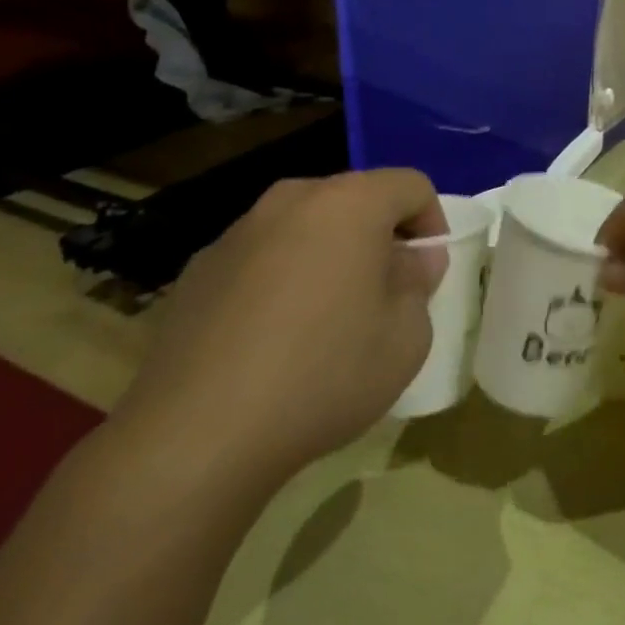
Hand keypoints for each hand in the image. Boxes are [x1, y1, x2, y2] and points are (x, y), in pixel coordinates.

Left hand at [107, 169, 446, 489]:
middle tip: (383, 292)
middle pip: (355, 199)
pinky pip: (260, 257)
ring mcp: (238, 232)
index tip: (426, 271)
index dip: (431, 222)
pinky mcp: (197, 270)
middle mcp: (292, 200)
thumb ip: (419, 284)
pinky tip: (270, 339)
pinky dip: (279, 279)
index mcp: (350, 203)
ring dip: (327, 255)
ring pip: (304, 226)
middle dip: (378, 236)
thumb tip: (412, 260)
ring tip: (325, 317)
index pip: (411, 185)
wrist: (194, 439)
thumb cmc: (323, 375)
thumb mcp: (406, 337)